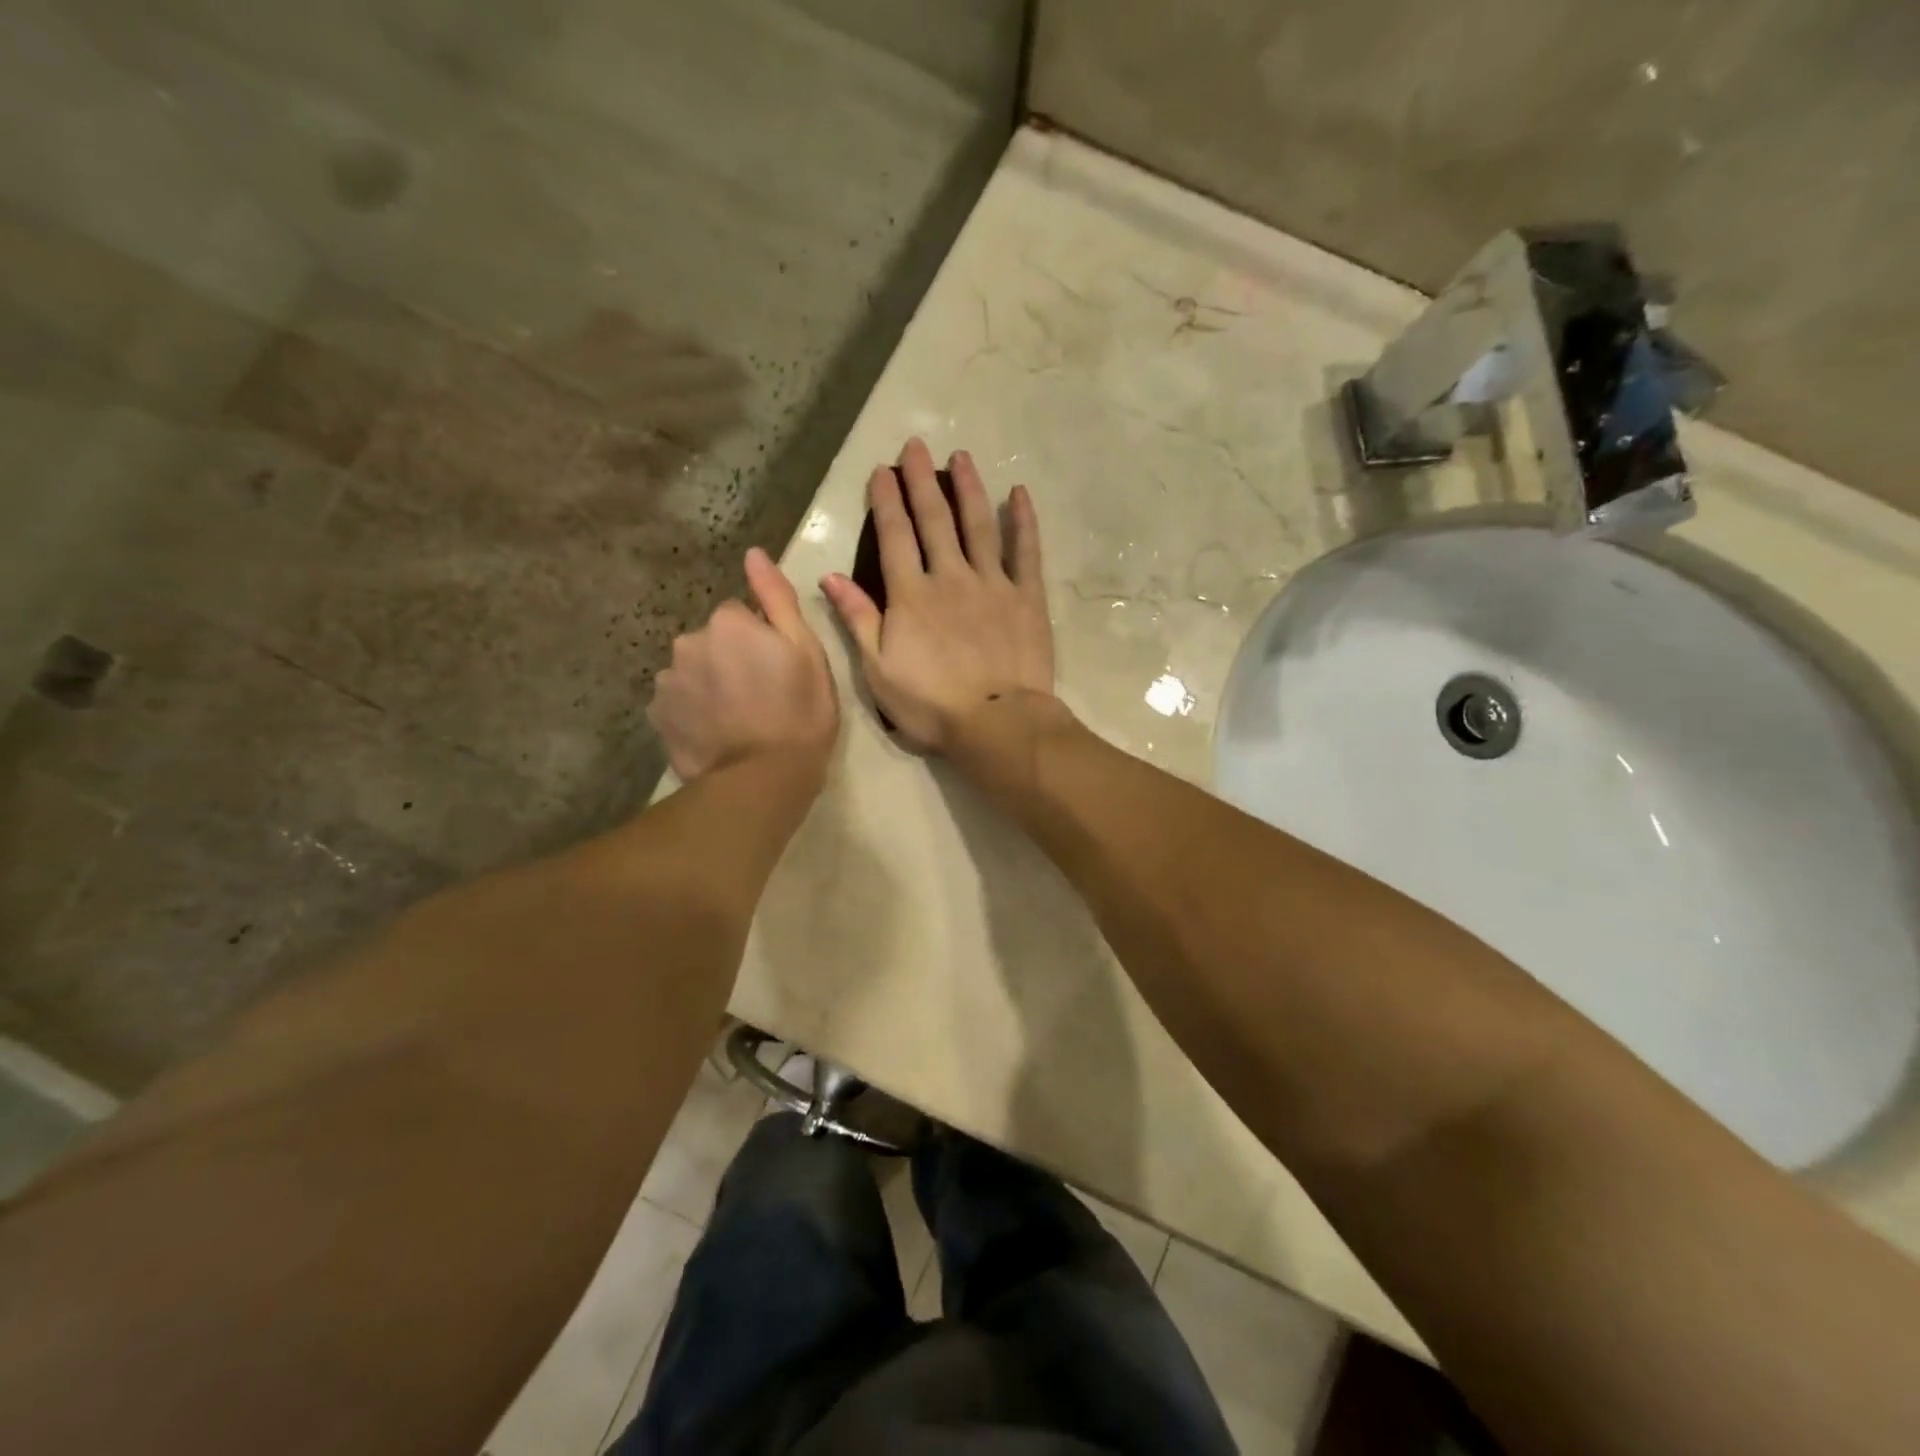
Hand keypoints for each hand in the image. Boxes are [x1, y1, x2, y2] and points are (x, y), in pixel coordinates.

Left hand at [648, 548, 837, 780]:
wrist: (763, 779)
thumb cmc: (799, 713)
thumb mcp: (807, 651)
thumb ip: (777, 598)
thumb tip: (753, 553)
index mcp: (728, 622)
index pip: (741, 616)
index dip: (762, 641)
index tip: (778, 670)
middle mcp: (689, 641)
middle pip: (712, 641)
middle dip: (731, 659)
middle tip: (761, 696)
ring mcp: (668, 680)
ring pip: (693, 671)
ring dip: (710, 684)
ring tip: (737, 719)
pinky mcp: (658, 715)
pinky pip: (678, 701)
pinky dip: (693, 711)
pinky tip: (716, 733)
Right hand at [821, 439, 1054, 753]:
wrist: (996, 723)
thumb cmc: (931, 704)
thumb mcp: (878, 670)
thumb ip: (858, 619)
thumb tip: (831, 577)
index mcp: (911, 595)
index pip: (895, 536)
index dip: (886, 501)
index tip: (882, 469)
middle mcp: (950, 577)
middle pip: (935, 520)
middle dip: (922, 481)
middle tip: (916, 445)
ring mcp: (993, 584)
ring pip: (979, 525)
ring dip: (968, 488)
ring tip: (961, 457)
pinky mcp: (1027, 597)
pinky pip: (1026, 552)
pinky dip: (1023, 521)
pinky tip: (1019, 494)